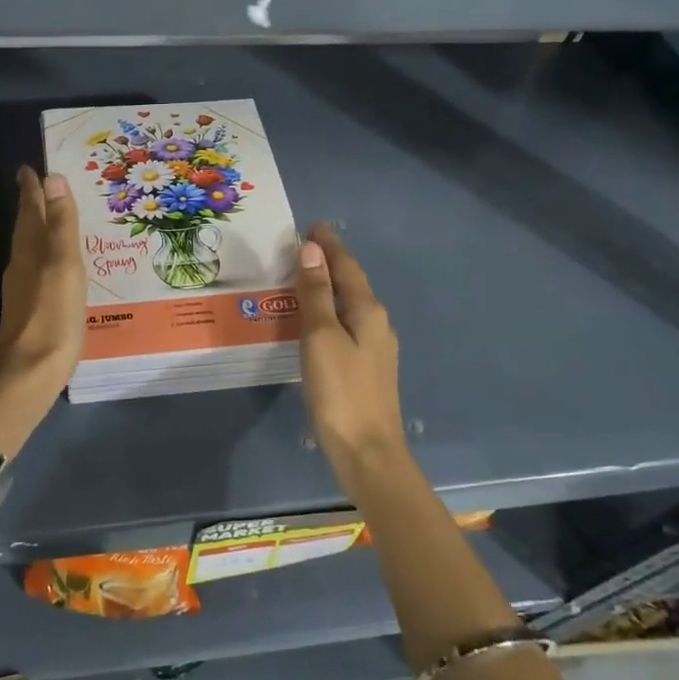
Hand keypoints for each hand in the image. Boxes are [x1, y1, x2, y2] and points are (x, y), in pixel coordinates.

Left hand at [0, 167, 85, 457]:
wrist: (31, 373)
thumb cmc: (53, 314)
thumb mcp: (64, 264)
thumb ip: (61, 223)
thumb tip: (52, 177)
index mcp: (30, 249)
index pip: (30, 209)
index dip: (31, 188)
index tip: (28, 168)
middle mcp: (21, 263)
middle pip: (26, 226)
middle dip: (32, 204)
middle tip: (40, 185)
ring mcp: (23, 287)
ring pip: (30, 246)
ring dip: (38, 227)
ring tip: (52, 216)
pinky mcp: (30, 307)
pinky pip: (38, 267)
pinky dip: (45, 253)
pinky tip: (56, 263)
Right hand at [295, 223, 407, 485]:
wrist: (368, 453)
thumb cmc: (341, 390)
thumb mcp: (321, 336)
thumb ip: (316, 292)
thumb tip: (311, 249)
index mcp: (367, 310)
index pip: (347, 266)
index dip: (329, 245)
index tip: (312, 226)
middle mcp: (376, 323)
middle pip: (351, 282)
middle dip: (329, 262)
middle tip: (302, 246)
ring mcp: (374, 347)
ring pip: (349, 303)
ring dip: (328, 286)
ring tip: (303, 275)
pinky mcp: (366, 367)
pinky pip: (346, 323)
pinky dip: (329, 310)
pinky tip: (315, 319)